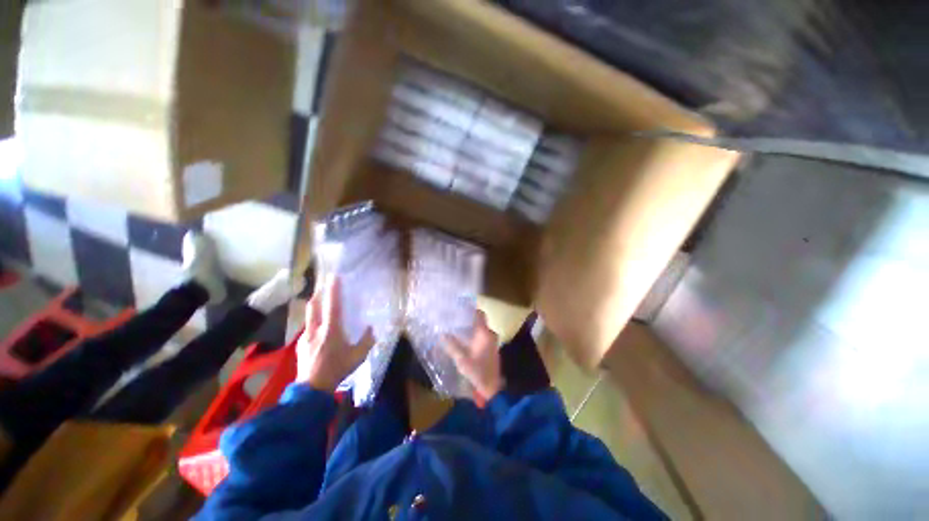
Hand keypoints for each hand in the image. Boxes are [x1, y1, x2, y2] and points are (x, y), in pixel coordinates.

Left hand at [295, 276, 374, 392]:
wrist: (312, 389)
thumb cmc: (337, 370)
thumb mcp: (358, 356)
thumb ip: (367, 341)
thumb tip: (370, 329)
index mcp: (331, 330)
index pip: (333, 305)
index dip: (334, 290)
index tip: (334, 277)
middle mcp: (315, 330)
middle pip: (313, 305)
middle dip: (319, 293)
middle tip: (326, 286)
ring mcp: (305, 337)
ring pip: (309, 316)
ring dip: (316, 307)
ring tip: (323, 306)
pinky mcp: (300, 345)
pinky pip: (307, 328)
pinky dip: (313, 323)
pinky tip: (319, 331)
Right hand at [443, 310, 503, 399]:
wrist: (492, 388)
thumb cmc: (477, 371)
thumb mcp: (461, 359)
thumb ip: (452, 345)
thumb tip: (442, 334)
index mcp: (484, 333)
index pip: (479, 314)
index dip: (471, 309)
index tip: (460, 308)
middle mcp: (491, 334)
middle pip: (480, 321)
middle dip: (469, 319)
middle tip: (456, 319)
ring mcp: (493, 341)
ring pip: (482, 329)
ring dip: (472, 328)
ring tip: (458, 329)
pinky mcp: (492, 348)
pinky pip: (483, 336)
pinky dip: (475, 335)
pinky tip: (466, 341)